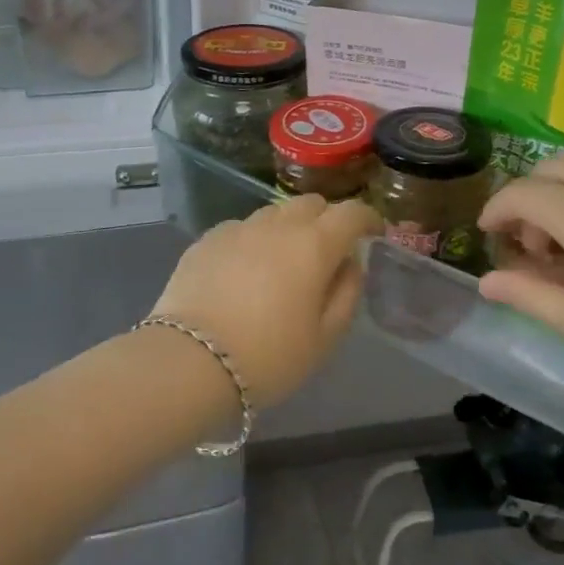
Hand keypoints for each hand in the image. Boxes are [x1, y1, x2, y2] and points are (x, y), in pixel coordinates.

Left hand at [154, 196, 383, 408]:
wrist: (190, 360)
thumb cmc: (269, 357)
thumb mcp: (324, 338)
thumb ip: (346, 294)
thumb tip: (349, 264)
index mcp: (314, 245)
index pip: (351, 213)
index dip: (368, 218)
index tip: (373, 232)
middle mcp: (278, 225)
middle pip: (311, 203)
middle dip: (327, 219)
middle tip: (328, 250)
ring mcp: (239, 228)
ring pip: (275, 213)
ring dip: (289, 228)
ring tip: (284, 261)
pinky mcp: (208, 239)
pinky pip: (242, 229)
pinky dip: (254, 240)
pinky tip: (245, 271)